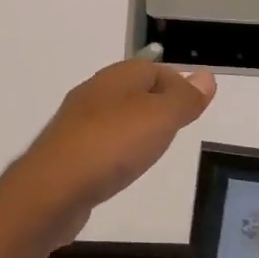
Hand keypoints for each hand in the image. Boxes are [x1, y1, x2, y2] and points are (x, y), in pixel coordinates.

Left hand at [0, 60, 216, 246]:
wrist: (52, 189)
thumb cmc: (111, 146)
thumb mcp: (159, 119)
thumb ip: (183, 98)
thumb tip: (206, 76)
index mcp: (115, 78)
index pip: (153, 68)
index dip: (177, 83)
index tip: (195, 108)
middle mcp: (93, 94)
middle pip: (132, 90)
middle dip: (156, 103)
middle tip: (178, 127)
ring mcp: (76, 124)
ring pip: (115, 115)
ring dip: (135, 126)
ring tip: (154, 147)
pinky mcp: (66, 153)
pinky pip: (100, 142)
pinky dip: (116, 149)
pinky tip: (121, 167)